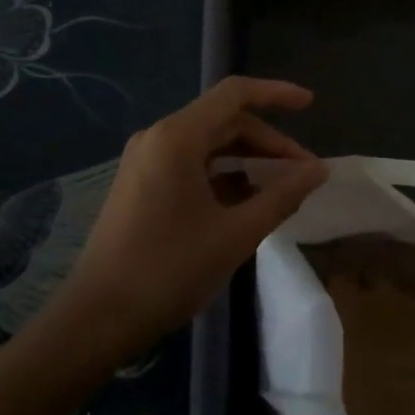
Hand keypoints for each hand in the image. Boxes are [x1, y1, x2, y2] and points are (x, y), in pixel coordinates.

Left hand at [64, 77, 327, 346]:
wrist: (96, 320)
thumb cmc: (169, 270)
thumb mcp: (236, 234)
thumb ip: (282, 195)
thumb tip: (318, 170)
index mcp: (177, 137)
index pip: (235, 94)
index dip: (276, 94)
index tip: (310, 104)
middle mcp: (158, 137)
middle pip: (224, 120)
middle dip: (268, 142)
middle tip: (303, 172)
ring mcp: (145, 160)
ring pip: (208, 144)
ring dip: (247, 160)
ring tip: (280, 189)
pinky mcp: (140, 184)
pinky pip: (190, 164)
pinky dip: (223, 175)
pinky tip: (245, 204)